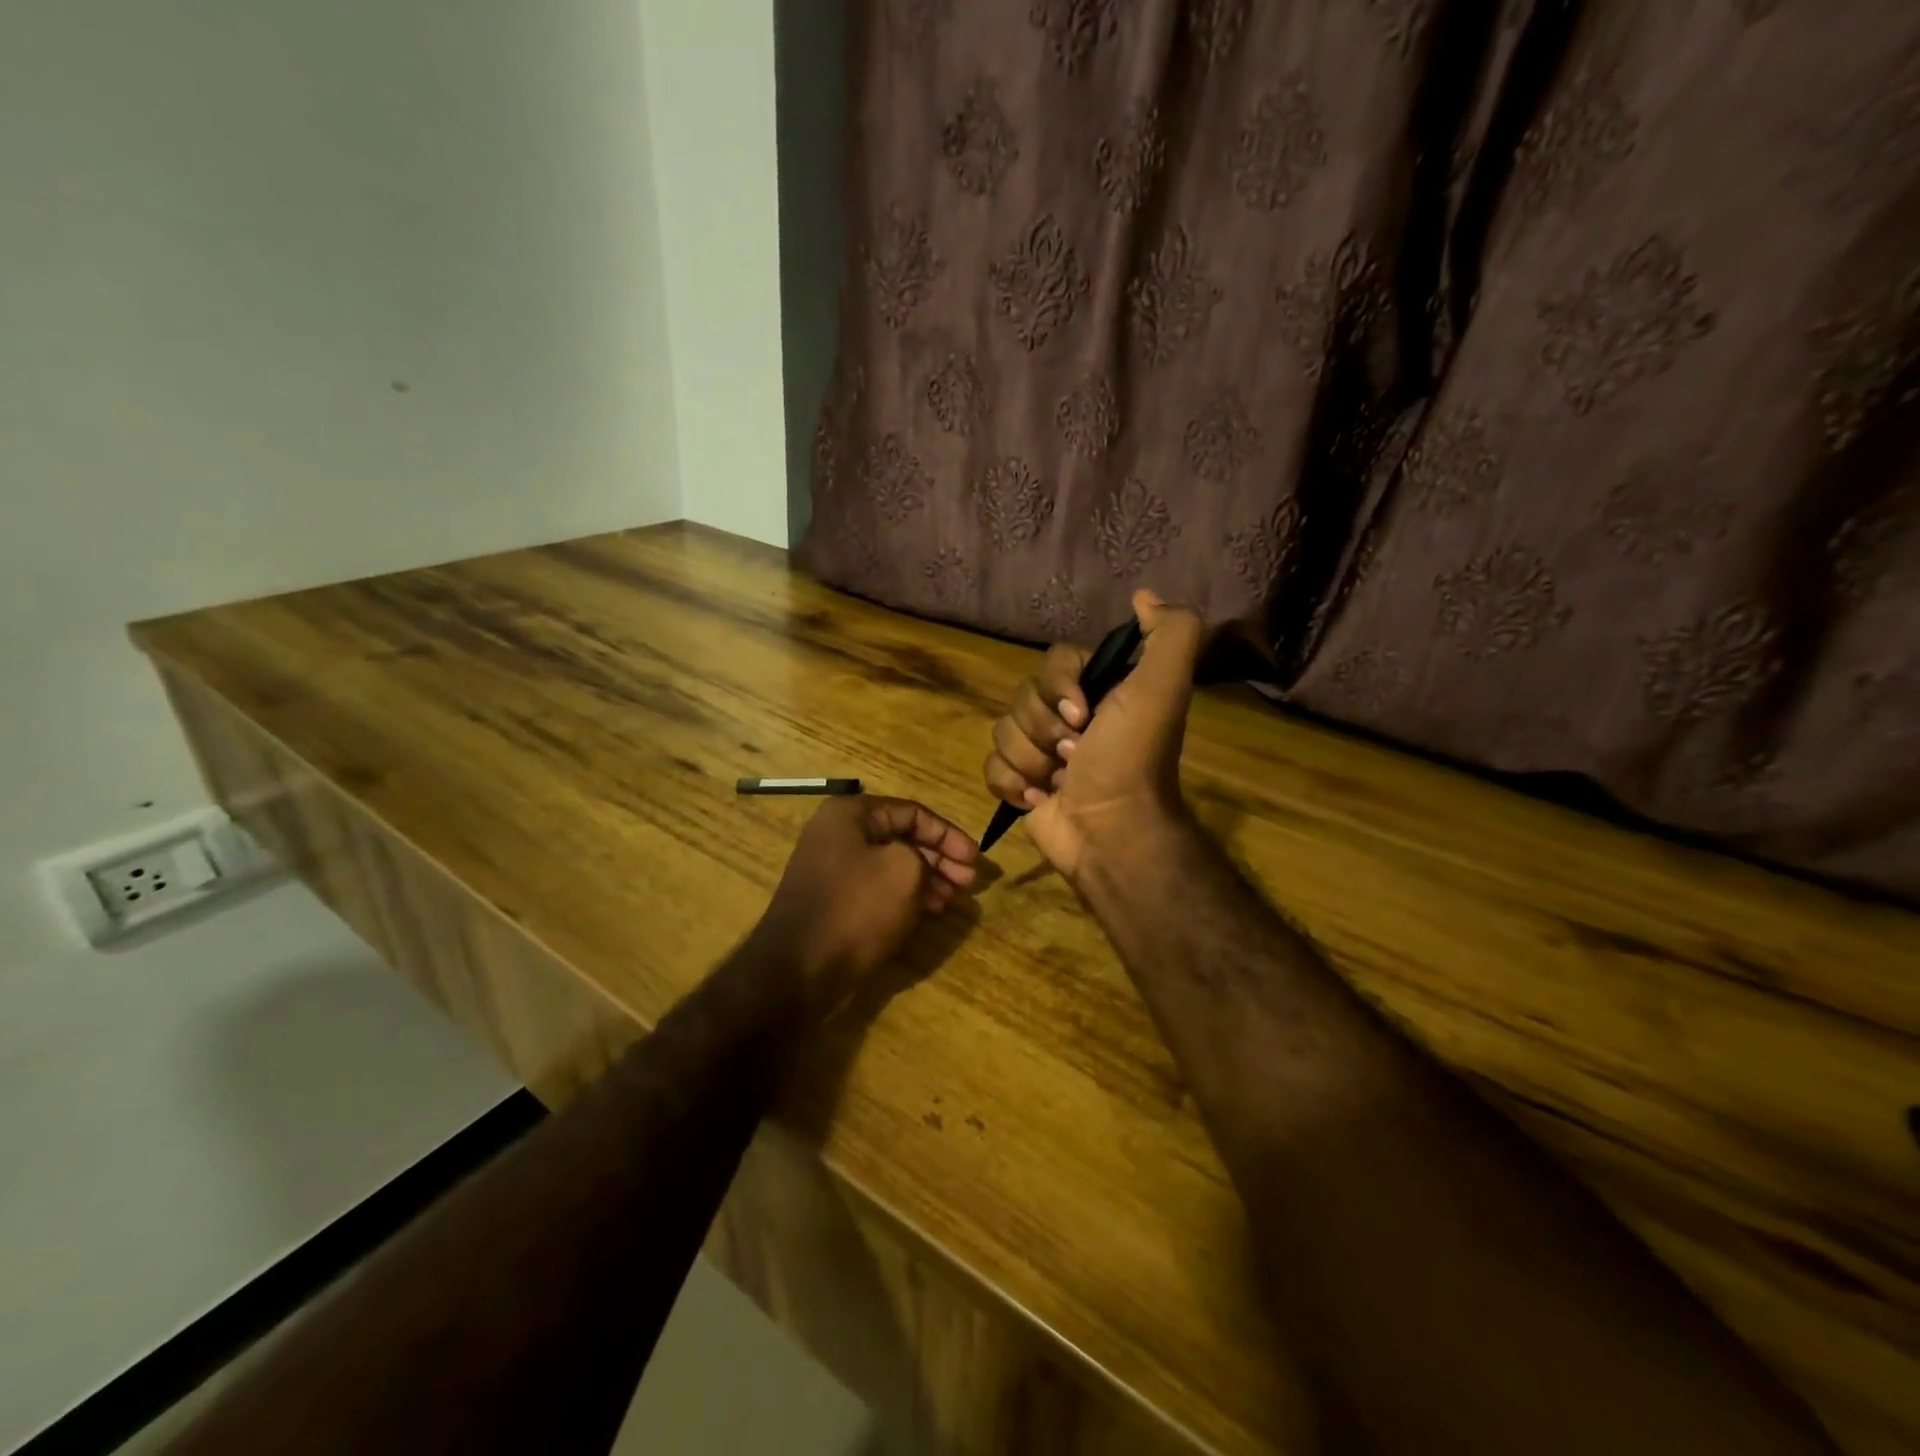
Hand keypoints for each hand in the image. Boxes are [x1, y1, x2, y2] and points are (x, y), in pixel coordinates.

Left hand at [755, 795, 978, 1011]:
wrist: (799, 969)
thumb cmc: (856, 908)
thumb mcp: (904, 870)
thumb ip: (923, 855)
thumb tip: (920, 865)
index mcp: (850, 814)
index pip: (912, 812)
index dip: (948, 834)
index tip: (975, 860)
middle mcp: (836, 834)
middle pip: (901, 837)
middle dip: (939, 858)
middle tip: (969, 882)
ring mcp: (831, 869)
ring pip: (890, 865)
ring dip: (926, 879)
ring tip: (952, 900)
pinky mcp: (832, 900)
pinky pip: (876, 888)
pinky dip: (904, 895)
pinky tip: (928, 911)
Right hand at [983, 590, 1202, 883]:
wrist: (1110, 831)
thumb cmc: (1132, 759)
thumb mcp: (1163, 687)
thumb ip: (1170, 633)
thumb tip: (1143, 596)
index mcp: (1099, 691)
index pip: (1053, 661)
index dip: (1058, 686)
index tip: (1082, 714)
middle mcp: (1069, 716)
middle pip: (1022, 697)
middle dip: (1044, 729)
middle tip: (1076, 755)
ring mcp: (1041, 751)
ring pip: (1003, 731)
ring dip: (1030, 760)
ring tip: (1058, 782)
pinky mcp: (1020, 783)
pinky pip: (991, 766)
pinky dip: (1012, 784)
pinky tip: (1038, 798)